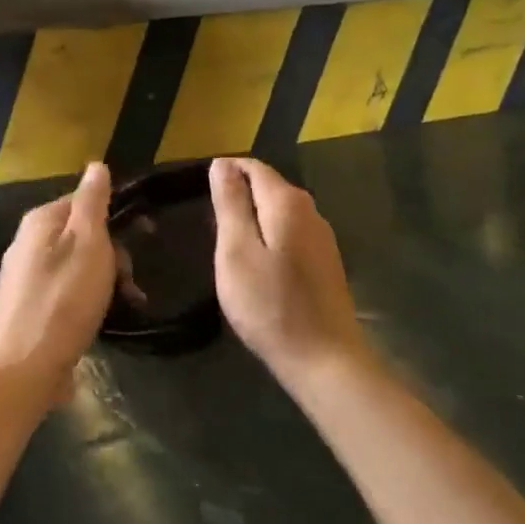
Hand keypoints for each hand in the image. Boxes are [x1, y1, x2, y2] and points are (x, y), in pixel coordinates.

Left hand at [0, 163, 116, 404]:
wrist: (22, 370)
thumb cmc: (62, 301)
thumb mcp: (87, 244)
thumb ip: (93, 203)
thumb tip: (96, 165)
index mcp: (40, 221)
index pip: (84, 200)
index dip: (116, 215)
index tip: (146, 235)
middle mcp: (27, 243)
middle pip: (82, 235)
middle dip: (113, 255)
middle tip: (129, 282)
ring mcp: (25, 278)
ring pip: (77, 266)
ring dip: (105, 282)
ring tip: (123, 306)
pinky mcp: (28, 310)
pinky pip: (66, 293)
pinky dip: (87, 303)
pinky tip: (99, 323)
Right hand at [209, 158, 367, 382]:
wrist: (325, 360)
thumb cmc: (270, 304)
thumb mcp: (237, 251)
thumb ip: (230, 204)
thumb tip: (222, 163)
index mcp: (287, 202)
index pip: (252, 167)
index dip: (225, 173)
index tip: (199, 194)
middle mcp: (311, 211)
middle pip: (268, 186)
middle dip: (238, 195)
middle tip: (208, 224)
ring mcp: (322, 238)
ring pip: (280, 211)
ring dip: (253, 218)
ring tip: (226, 243)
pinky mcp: (326, 263)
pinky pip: (290, 234)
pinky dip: (269, 237)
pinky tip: (256, 264)